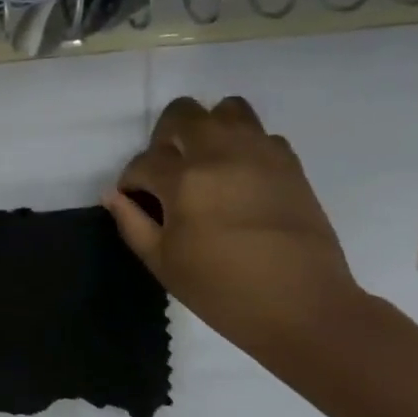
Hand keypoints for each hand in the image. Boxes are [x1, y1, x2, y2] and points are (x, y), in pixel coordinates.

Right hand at [103, 96, 363, 355]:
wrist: (304, 307)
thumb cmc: (223, 291)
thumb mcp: (163, 264)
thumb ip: (132, 223)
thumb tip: (114, 195)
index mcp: (184, 181)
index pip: (144, 161)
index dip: (132, 181)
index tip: (136, 200)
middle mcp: (220, 155)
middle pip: (183, 113)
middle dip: (165, 136)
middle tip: (168, 169)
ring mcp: (259, 154)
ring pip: (228, 109)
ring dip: (209, 128)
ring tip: (206, 161)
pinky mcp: (290, 164)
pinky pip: (261, 135)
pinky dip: (244, 146)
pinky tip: (240, 177)